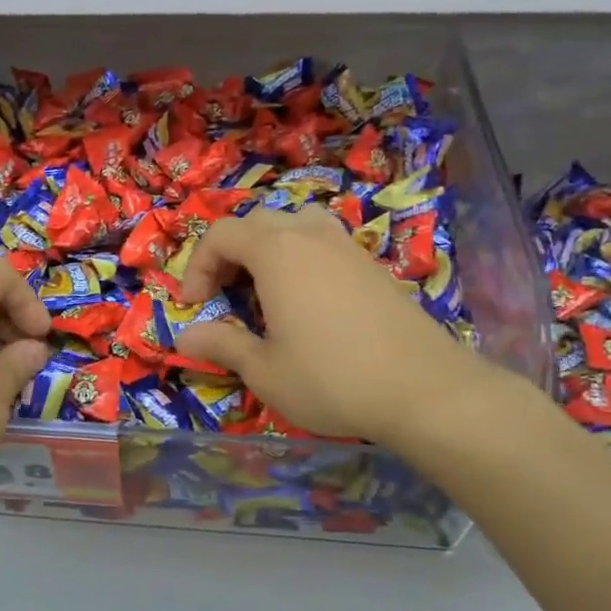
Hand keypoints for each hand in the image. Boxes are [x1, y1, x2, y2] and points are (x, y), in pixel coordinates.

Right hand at [173, 206, 497, 446]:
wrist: (423, 388)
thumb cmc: (332, 378)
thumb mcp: (265, 370)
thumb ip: (222, 344)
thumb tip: (187, 334)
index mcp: (276, 251)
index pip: (222, 234)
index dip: (198, 266)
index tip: (195, 306)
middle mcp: (310, 235)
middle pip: (256, 222)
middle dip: (230, 254)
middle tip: (225, 295)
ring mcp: (346, 246)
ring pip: (294, 224)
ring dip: (267, 248)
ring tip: (264, 288)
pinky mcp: (372, 264)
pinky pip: (323, 242)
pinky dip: (300, 257)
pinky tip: (306, 300)